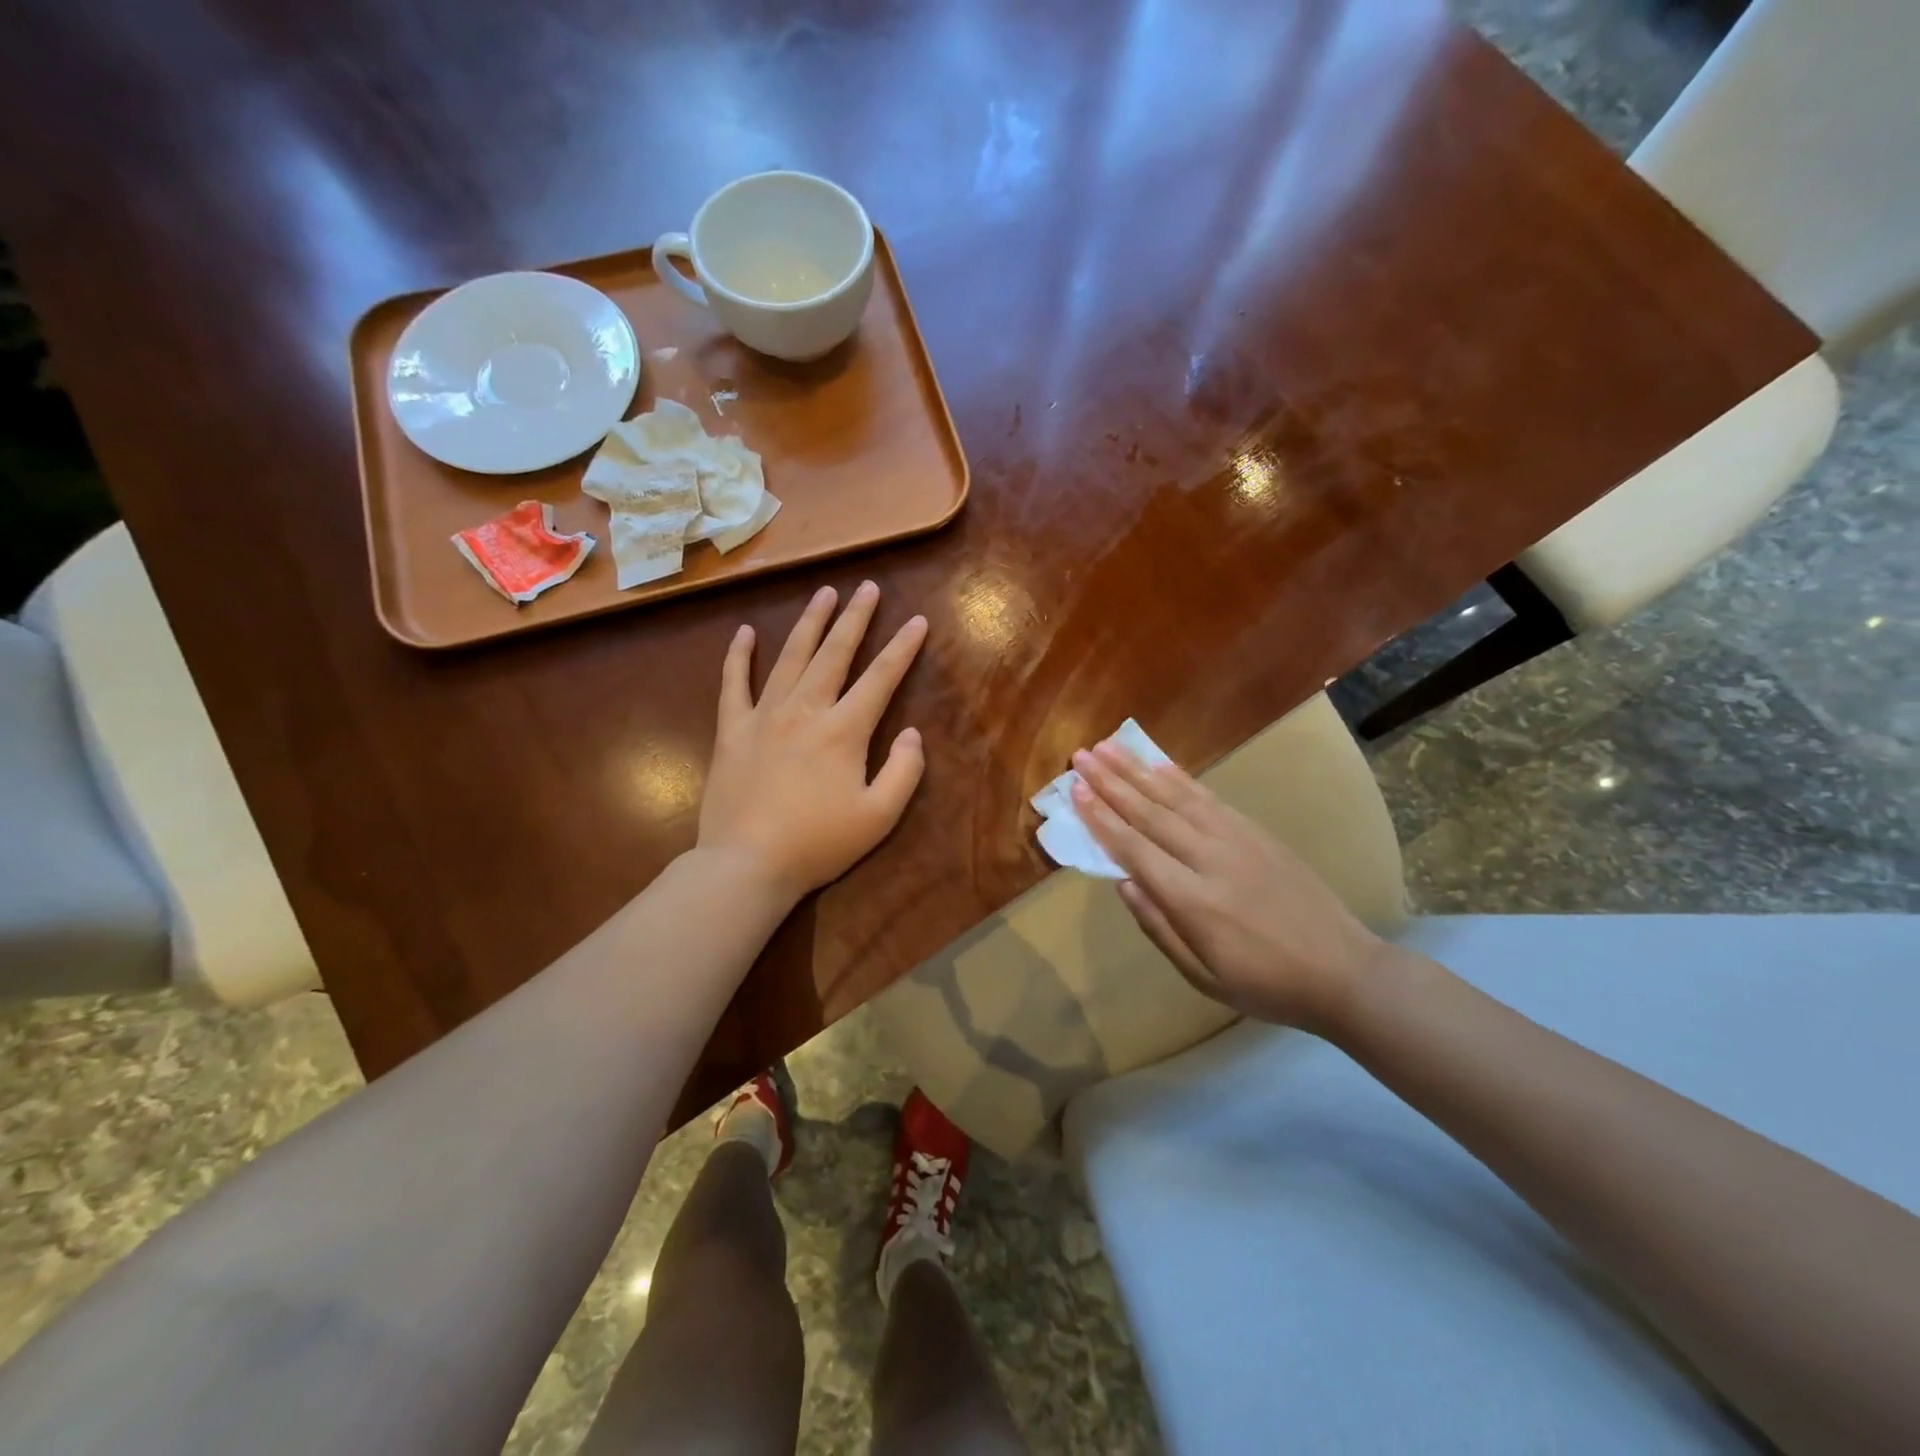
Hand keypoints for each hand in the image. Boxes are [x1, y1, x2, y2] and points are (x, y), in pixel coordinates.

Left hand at [698, 581, 927, 902]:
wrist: (747, 864)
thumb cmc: (818, 843)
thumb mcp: (879, 817)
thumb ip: (904, 771)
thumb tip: (912, 733)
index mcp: (844, 730)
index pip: (881, 678)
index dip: (902, 648)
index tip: (916, 620)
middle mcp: (805, 710)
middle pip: (834, 653)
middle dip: (855, 618)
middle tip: (866, 587)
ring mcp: (764, 716)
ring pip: (790, 657)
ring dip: (809, 623)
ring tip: (823, 593)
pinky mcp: (731, 731)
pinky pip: (734, 684)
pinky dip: (739, 656)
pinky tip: (745, 632)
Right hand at [1072, 742, 1388, 1032]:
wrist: (1344, 971)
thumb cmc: (1265, 984)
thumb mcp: (1203, 976)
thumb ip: (1159, 927)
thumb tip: (1122, 882)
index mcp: (1193, 901)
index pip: (1135, 849)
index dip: (1102, 818)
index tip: (1076, 790)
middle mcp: (1211, 859)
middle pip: (1151, 813)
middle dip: (1112, 783)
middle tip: (1082, 756)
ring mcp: (1238, 841)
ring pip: (1179, 798)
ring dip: (1140, 771)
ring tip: (1111, 748)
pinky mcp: (1257, 833)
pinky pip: (1212, 800)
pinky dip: (1183, 780)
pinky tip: (1162, 766)